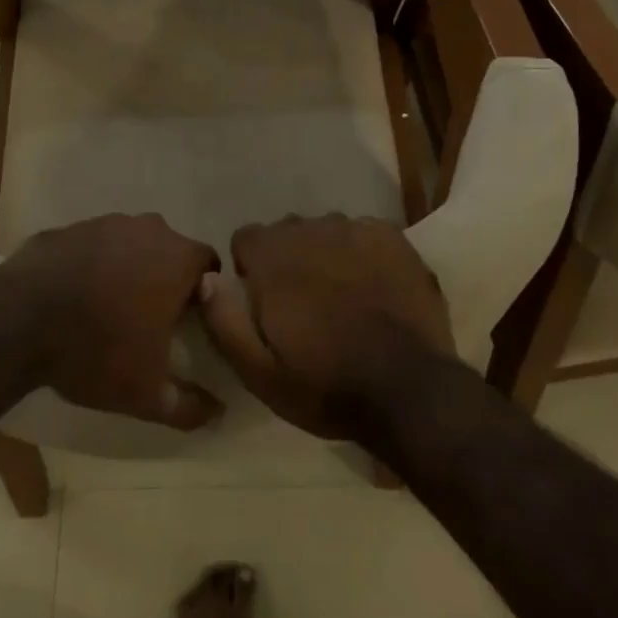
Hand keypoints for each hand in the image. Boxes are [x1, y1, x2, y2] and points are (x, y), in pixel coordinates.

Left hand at [0, 214, 223, 430]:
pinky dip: (90, 264)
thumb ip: (189, 405)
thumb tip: (219, 413)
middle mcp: (148, 229)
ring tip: (107, 307)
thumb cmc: (97, 351)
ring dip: (127, 268)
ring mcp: (105, 223)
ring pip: (129, 244)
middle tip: (149, 318)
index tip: (187, 321)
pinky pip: (91, 246)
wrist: (18, 322)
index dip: (203, 292)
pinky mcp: (68, 228)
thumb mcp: (146, 394)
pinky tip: (73, 296)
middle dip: (164, 278)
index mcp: (178, 259)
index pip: (208, 265)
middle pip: (169, 251)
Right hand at [199, 215, 455, 440]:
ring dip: (325, 255)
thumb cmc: (327, 384)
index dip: (251, 270)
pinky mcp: (392, 236)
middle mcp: (311, 229)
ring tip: (343, 298)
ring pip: (326, 231)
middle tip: (306, 307)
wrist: (410, 389)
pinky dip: (361, 253)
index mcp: (274, 256)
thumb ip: (224, 320)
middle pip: (287, 232)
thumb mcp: (259, 372)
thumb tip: (207, 278)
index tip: (266, 303)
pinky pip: (362, 233)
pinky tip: (374, 288)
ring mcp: (355, 229)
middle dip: (289, 260)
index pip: (246, 238)